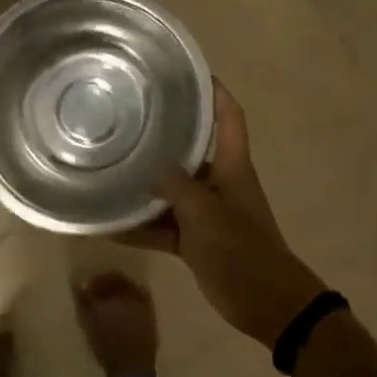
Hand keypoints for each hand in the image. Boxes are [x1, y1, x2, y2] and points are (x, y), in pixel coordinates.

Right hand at [134, 83, 325, 347]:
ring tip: (109, 168)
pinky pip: (164, 225)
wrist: (267, 305)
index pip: (228, 116)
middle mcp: (219, 181)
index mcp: (232, 165)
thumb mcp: (205, 213)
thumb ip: (176, 186)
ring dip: (146, 186)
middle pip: (192, 148)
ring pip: (172, 190)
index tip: (188, 71)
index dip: (214, 90)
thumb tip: (152, 168)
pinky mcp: (196, 239)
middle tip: (128, 117)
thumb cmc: (241, 249)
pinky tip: (109, 224)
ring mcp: (207, 211)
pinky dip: (141, 225)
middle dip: (164, 134)